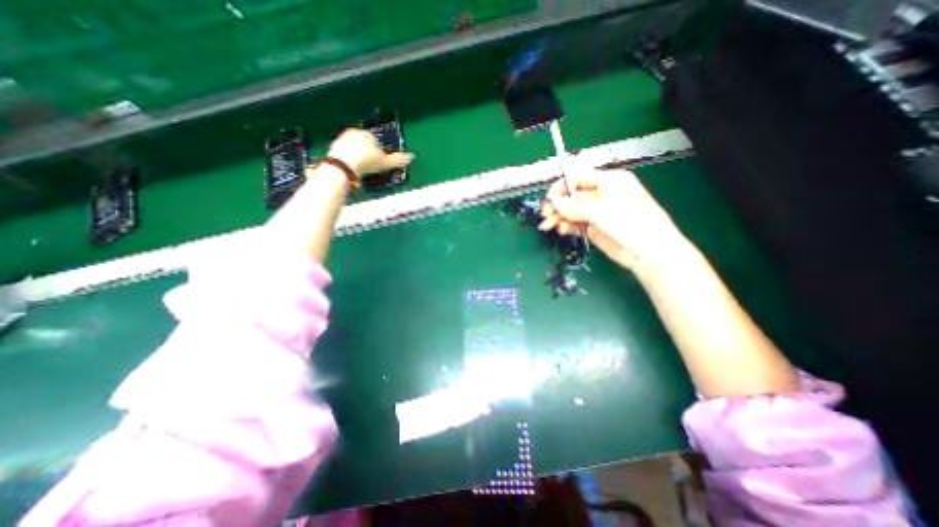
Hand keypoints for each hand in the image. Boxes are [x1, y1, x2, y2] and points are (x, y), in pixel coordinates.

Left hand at [325, 128, 411, 176]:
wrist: (344, 164)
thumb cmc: (367, 161)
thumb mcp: (385, 162)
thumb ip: (397, 160)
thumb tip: (411, 157)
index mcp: (367, 134)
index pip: (374, 141)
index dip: (377, 152)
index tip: (377, 162)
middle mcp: (354, 133)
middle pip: (363, 143)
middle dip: (366, 152)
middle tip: (369, 166)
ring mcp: (342, 139)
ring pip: (353, 147)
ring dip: (356, 155)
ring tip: (360, 168)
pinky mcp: (333, 147)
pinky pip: (343, 153)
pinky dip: (347, 159)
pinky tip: (350, 168)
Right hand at [540, 169, 687, 269]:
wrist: (648, 252)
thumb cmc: (630, 223)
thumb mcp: (599, 211)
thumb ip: (573, 207)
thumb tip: (553, 201)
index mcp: (609, 181)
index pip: (578, 178)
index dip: (561, 188)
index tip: (549, 199)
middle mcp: (602, 194)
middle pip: (572, 196)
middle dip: (558, 205)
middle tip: (545, 216)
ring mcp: (597, 212)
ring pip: (572, 211)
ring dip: (559, 217)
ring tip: (549, 226)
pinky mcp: (594, 227)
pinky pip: (576, 223)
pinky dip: (567, 226)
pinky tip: (562, 230)